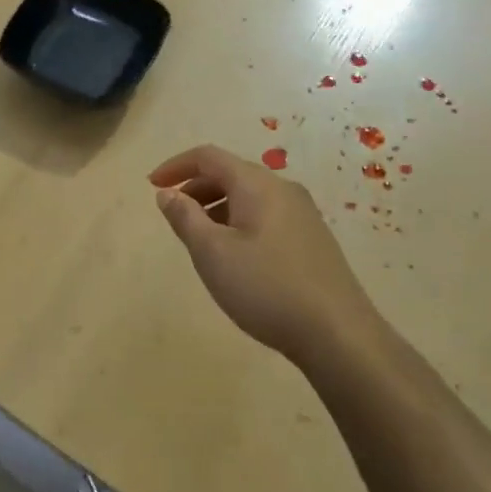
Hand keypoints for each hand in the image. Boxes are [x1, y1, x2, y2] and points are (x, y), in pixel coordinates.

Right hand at [148, 144, 381, 368]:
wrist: (339, 335)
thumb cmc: (266, 288)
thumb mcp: (212, 253)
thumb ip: (185, 218)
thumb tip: (167, 193)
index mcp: (257, 184)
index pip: (208, 156)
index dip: (176, 166)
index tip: (151, 185)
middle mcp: (283, 189)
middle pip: (230, 173)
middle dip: (196, 187)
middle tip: (172, 214)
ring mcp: (303, 214)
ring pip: (249, 196)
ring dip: (216, 206)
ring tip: (199, 239)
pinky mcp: (312, 239)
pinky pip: (265, 215)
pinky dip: (238, 221)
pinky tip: (234, 255)